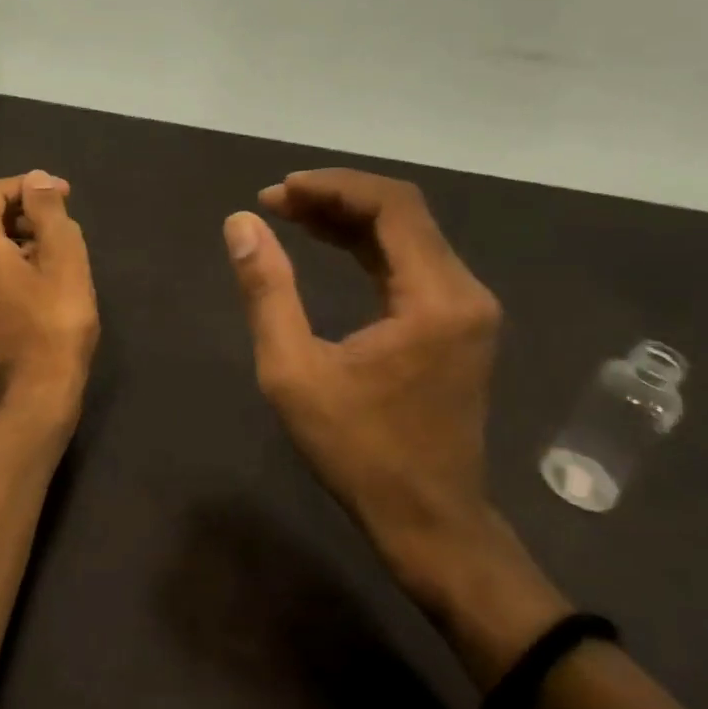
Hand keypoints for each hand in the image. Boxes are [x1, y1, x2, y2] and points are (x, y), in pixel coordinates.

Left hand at [0, 171, 98, 417]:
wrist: (38, 392)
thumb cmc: (56, 321)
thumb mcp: (63, 257)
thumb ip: (48, 210)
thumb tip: (36, 179)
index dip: (29, 186)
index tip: (65, 195)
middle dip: (27, 211)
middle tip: (66, 224)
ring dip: (24, 238)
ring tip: (61, 253)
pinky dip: (15, 262)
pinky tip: (45, 280)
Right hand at [223, 169, 508, 608]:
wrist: (428, 521)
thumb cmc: (359, 451)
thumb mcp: (294, 372)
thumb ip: (267, 291)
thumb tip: (242, 224)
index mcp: (435, 298)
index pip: (393, 206)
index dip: (333, 187)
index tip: (279, 192)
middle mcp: (464, 291)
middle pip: (403, 213)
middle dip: (336, 198)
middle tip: (276, 202)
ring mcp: (466, 309)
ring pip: (408, 236)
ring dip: (349, 219)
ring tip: (291, 215)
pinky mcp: (456, 325)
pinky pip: (412, 264)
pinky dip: (367, 247)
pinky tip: (328, 244)